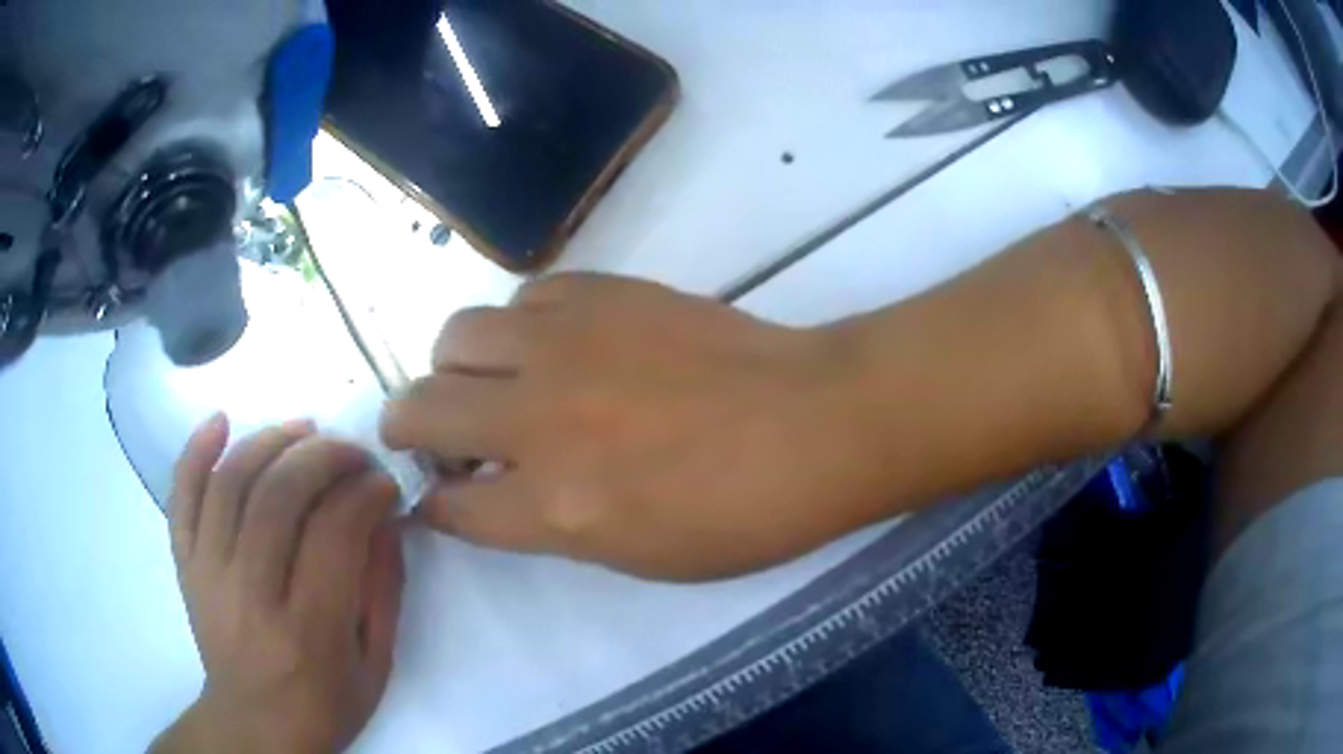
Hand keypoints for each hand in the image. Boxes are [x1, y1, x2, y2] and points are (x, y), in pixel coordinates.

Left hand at [154, 416, 403, 753]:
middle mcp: (250, 596)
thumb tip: (385, 517)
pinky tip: (221, 421)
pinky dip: (196, 451)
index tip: (384, 482)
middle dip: (324, 457)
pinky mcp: (185, 564)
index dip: (364, 493)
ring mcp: (208, 574)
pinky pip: (182, 497)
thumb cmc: (324, 703)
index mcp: (309, 632)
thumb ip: (383, 590)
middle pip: (279, 497)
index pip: (334, 534)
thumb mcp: (375, 664)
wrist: (254, 723)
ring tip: (304, 429)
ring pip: (231, 483)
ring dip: (271, 441)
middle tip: (353, 452)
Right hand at [381, 274, 888, 580]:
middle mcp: (539, 419)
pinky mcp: (600, 293)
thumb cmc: (739, 514)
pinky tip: (551, 346)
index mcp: (554, 506)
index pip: (450, 507)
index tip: (435, 498)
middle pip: (421, 410)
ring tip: (490, 383)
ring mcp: (566, 344)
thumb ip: (548, 524)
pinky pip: (522, 299)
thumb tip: (494, 493)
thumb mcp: (635, 554)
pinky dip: (518, 329)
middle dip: (408, 428)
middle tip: (430, 436)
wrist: (811, 423)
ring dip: (456, 369)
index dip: (433, 507)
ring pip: (456, 337)